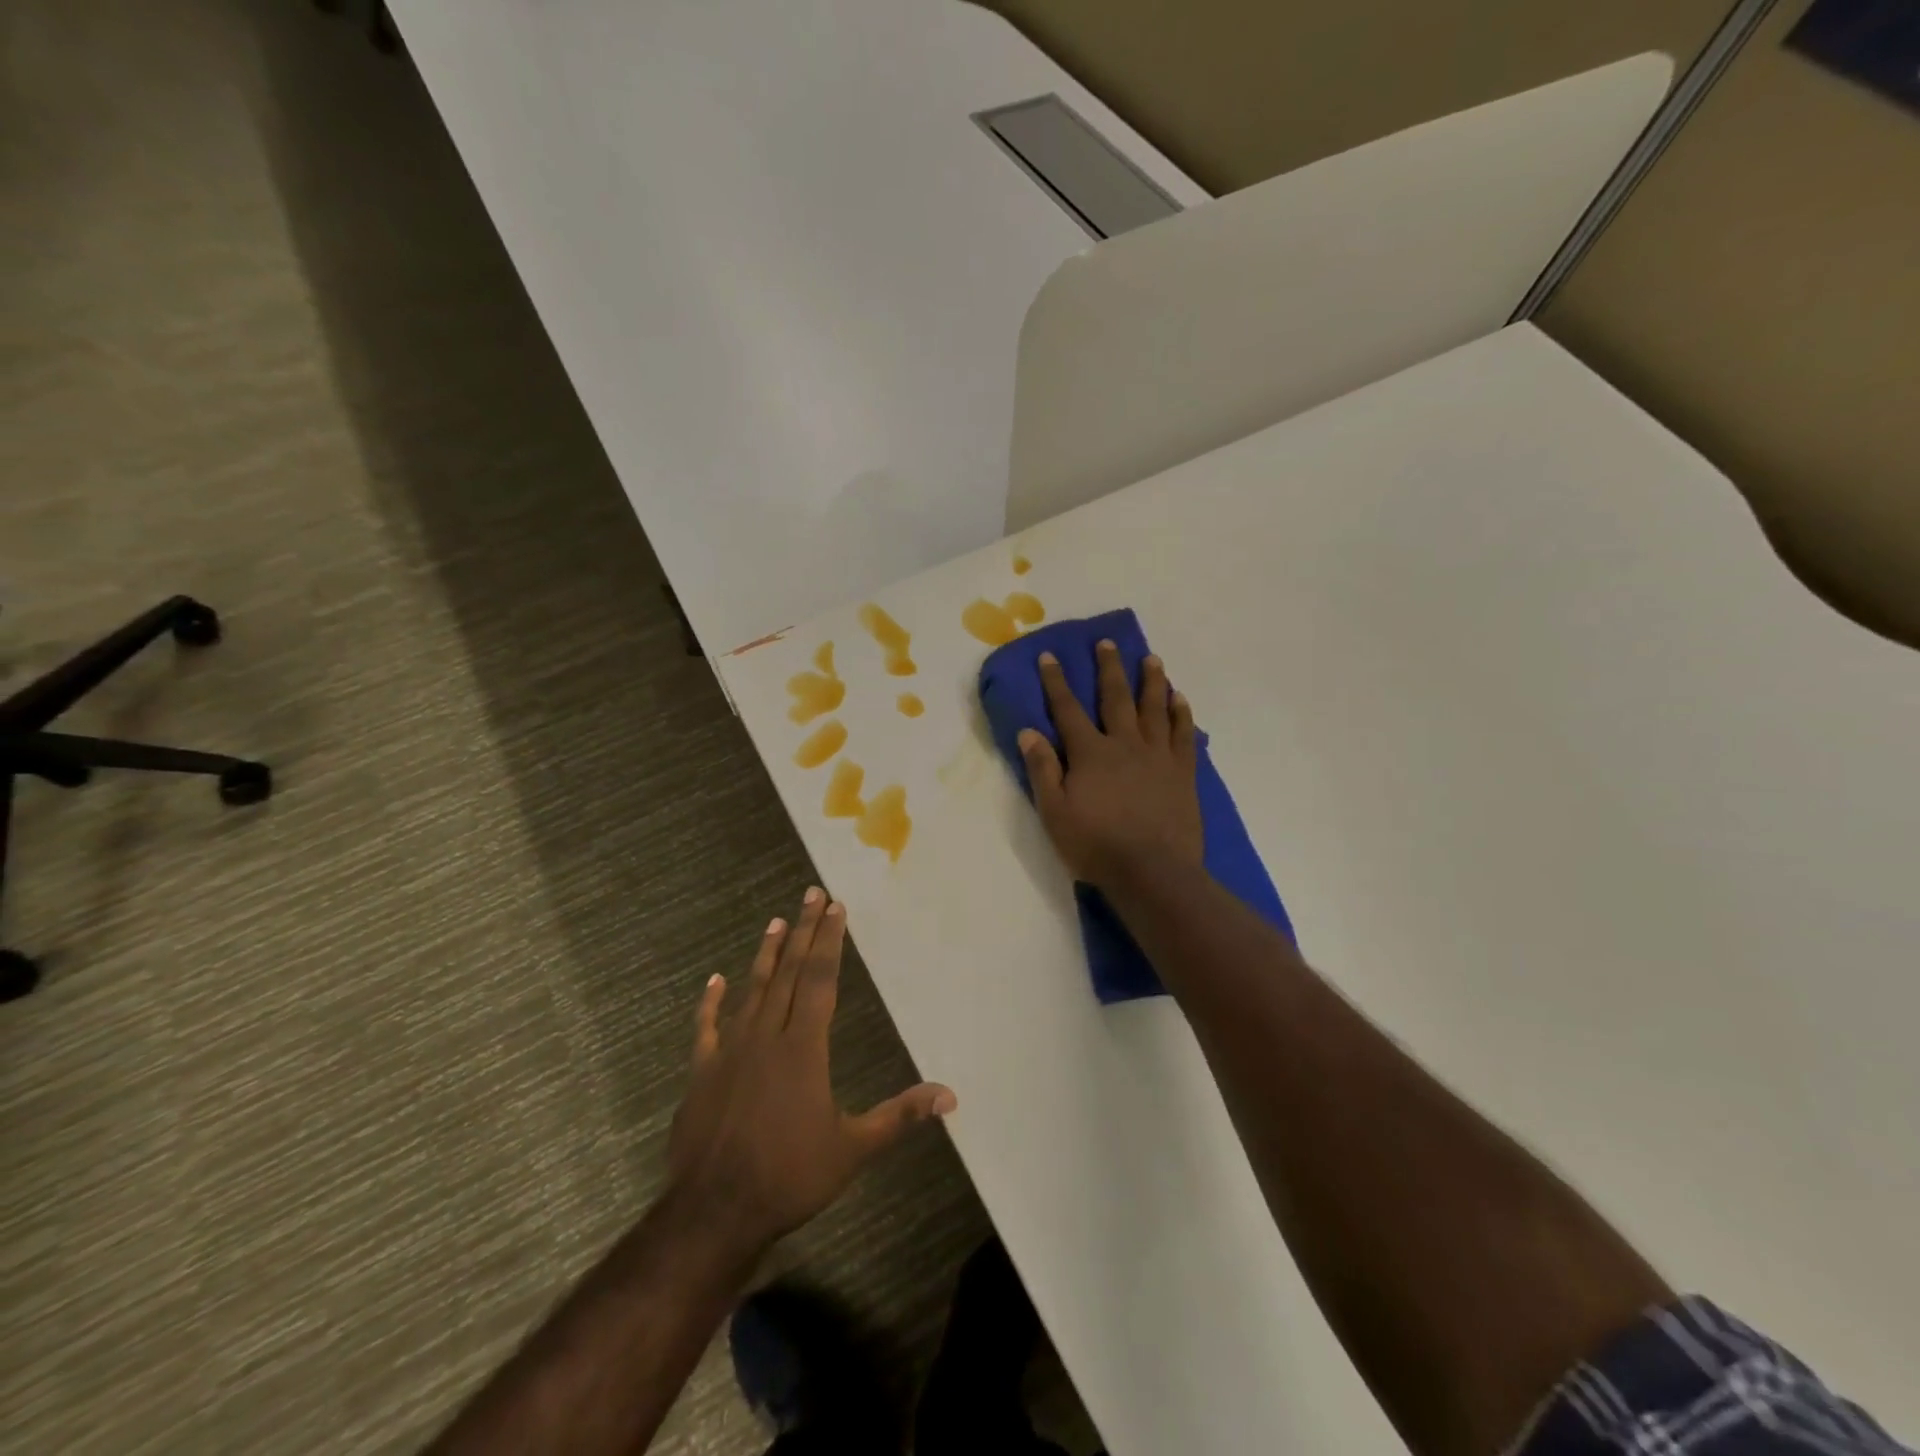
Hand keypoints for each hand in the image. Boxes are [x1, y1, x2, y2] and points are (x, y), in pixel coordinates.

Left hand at [667, 888, 956, 1251]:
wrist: (714, 1212)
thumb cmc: (790, 1176)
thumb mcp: (854, 1149)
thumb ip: (900, 1116)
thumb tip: (950, 1096)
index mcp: (804, 1047)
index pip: (820, 980)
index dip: (829, 942)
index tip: (835, 908)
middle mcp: (767, 1036)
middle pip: (788, 973)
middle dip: (803, 932)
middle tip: (810, 895)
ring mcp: (729, 1051)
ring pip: (751, 990)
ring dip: (765, 955)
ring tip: (775, 922)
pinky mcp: (701, 1072)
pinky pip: (705, 1028)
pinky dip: (710, 1002)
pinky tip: (713, 980)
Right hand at [1018, 641, 1202, 890]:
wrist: (1152, 872)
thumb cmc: (1096, 846)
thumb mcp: (1054, 813)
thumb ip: (1042, 770)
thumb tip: (1029, 732)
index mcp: (1090, 753)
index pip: (1068, 710)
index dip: (1056, 682)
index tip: (1051, 656)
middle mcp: (1125, 744)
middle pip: (1115, 698)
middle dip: (1109, 669)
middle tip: (1108, 643)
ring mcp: (1158, 756)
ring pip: (1154, 709)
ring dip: (1151, 682)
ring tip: (1151, 659)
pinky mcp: (1182, 772)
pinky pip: (1184, 735)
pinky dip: (1181, 714)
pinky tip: (1180, 699)